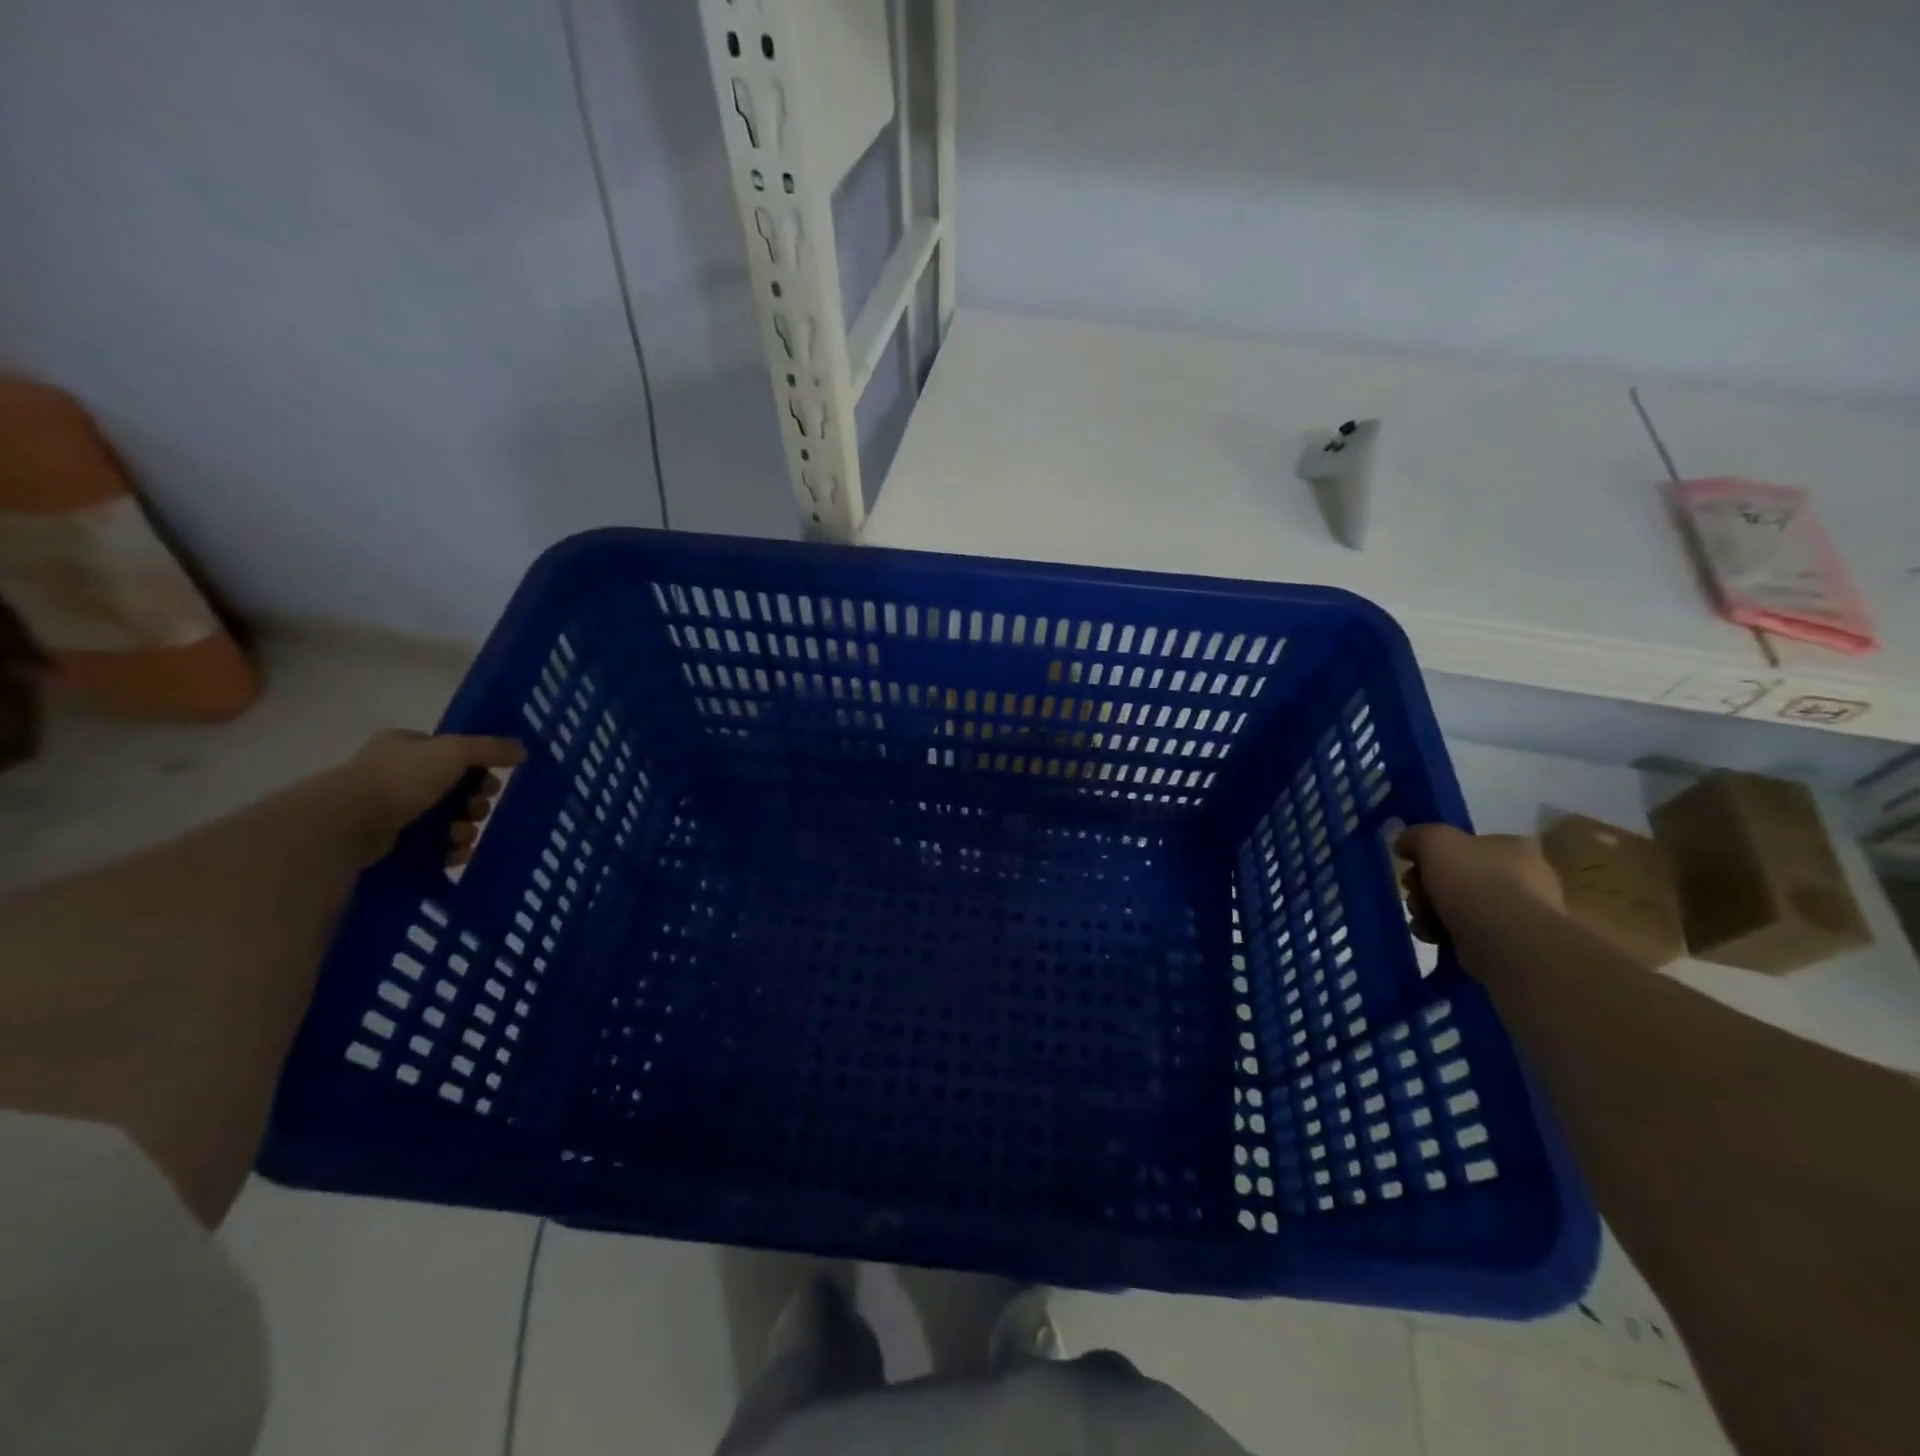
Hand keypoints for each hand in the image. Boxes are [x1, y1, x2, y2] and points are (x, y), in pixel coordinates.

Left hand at [339, 730, 526, 865]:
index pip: (452, 753)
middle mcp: (395, 774)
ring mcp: (389, 809)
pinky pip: (430, 844)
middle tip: (477, 811)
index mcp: (405, 746)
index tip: (493, 781)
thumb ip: (491, 748)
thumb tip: (523, 749)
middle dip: (474, 803)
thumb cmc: (400, 779)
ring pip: (445, 818)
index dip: (478, 767)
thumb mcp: (455, 752)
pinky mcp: (386, 842)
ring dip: (464, 828)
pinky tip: (456, 854)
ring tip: (463, 837)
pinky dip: (448, 849)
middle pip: (454, 789)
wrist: (346, 825)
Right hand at [1396, 824, 1561, 943]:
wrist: (1507, 943)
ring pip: (1455, 905)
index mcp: (1512, 848)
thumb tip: (1404, 843)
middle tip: (1414, 893)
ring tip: (1421, 919)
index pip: (1464, 844)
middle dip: (1424, 886)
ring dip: (1427, 910)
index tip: (1412, 865)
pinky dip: (1441, 932)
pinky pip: (1463, 932)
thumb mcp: (1435, 842)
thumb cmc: (1474, 882)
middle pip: (1454, 876)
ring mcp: (1516, 913)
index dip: (1431, 854)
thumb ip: (1416, 836)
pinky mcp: (1507, 944)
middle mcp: (1520, 877)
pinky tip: (1432, 936)